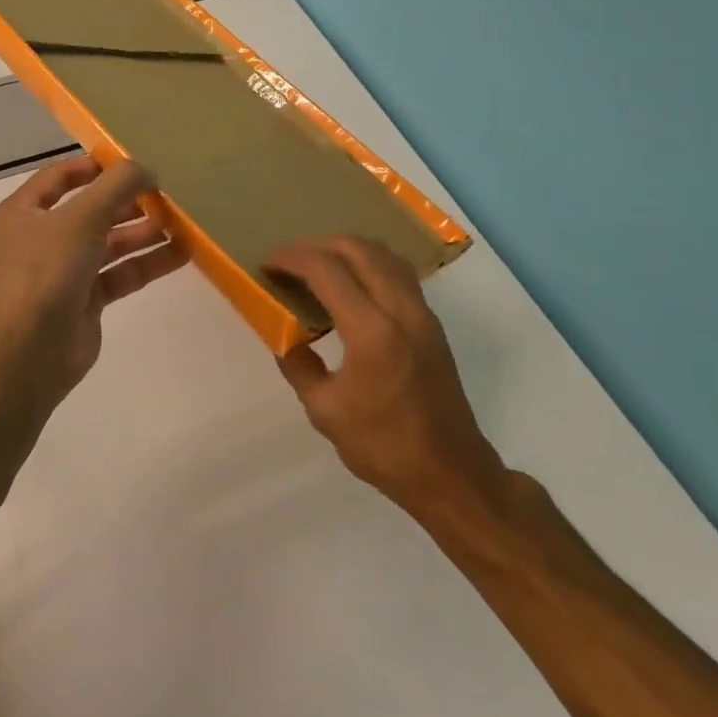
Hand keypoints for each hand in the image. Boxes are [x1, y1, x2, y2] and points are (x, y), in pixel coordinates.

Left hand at [0, 155, 184, 420]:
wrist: (26, 353)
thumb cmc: (44, 271)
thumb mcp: (80, 218)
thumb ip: (116, 187)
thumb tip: (146, 167)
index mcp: (24, 212)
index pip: (59, 178)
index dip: (95, 167)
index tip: (134, 162)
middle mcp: (41, 239)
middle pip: (90, 211)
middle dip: (128, 201)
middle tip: (168, 192)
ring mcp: (63, 272)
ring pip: (110, 244)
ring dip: (143, 232)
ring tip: (184, 220)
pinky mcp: (85, 302)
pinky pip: (120, 274)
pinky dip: (147, 263)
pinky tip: (182, 253)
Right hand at [266, 237, 504, 513]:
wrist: (449, 471)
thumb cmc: (383, 446)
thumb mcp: (324, 410)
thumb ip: (299, 365)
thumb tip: (285, 336)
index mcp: (372, 331)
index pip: (327, 270)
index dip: (292, 259)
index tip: (268, 263)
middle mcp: (401, 310)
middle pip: (358, 249)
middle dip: (317, 244)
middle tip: (289, 259)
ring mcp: (422, 313)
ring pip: (384, 254)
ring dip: (347, 249)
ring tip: (317, 264)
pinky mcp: (431, 323)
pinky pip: (398, 272)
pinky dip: (369, 263)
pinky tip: (350, 284)